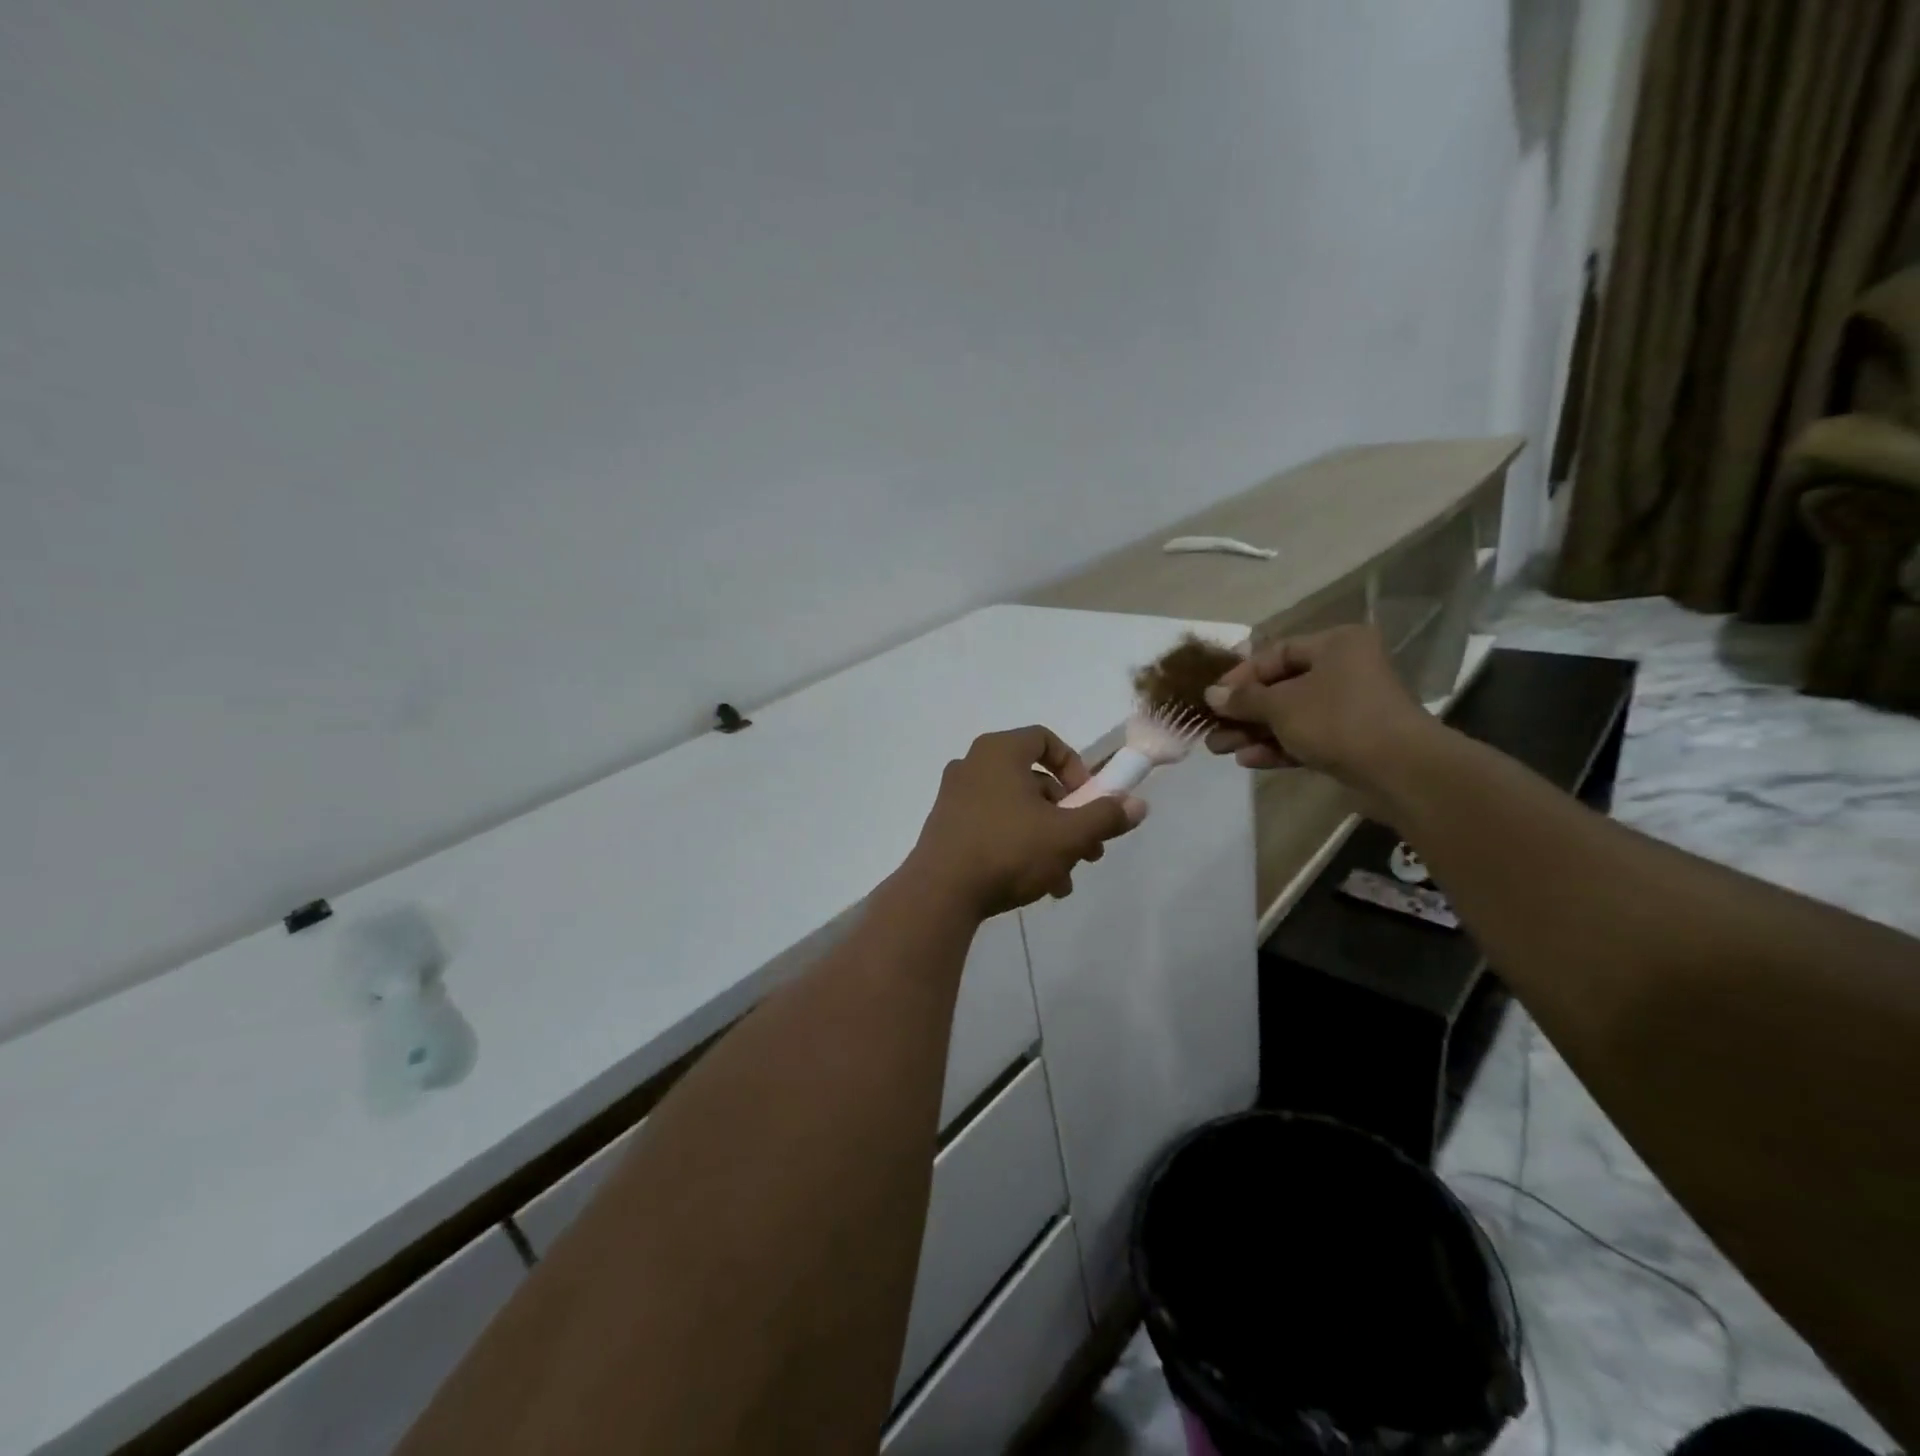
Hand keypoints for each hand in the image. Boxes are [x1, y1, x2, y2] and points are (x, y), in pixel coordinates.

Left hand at [906, 726, 1147, 916]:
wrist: (940, 893)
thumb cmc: (1008, 850)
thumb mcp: (1068, 835)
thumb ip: (1105, 816)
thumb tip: (1139, 804)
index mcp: (999, 752)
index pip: (1045, 740)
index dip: (1076, 767)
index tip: (1089, 800)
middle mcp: (973, 765)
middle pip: (1035, 781)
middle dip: (1068, 817)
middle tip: (1088, 850)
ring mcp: (955, 796)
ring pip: (1017, 810)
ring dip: (1048, 840)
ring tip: (1065, 880)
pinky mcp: (946, 826)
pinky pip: (993, 826)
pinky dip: (1019, 846)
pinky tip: (1037, 886)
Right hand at [1201, 625, 1437, 798]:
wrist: (1400, 771)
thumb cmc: (1337, 720)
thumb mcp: (1281, 705)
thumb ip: (1243, 699)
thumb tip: (1211, 695)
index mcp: (1335, 645)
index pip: (1276, 653)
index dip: (1240, 675)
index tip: (1212, 697)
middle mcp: (1344, 670)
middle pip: (1280, 687)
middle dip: (1243, 710)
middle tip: (1211, 727)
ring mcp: (1349, 708)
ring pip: (1290, 716)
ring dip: (1253, 732)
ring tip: (1219, 748)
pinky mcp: (1350, 741)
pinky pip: (1305, 738)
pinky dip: (1277, 747)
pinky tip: (1248, 760)